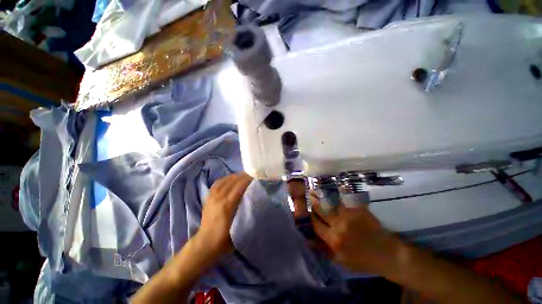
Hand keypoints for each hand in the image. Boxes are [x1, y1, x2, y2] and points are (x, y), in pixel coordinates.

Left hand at [198, 172, 252, 257]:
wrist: (206, 243)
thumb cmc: (225, 238)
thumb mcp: (239, 227)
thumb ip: (246, 211)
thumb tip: (255, 198)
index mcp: (227, 205)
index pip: (239, 186)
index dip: (248, 179)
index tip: (256, 177)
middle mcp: (219, 197)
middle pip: (233, 180)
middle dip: (244, 176)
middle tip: (252, 175)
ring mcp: (212, 196)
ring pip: (225, 180)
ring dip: (236, 176)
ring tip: (244, 175)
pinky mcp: (208, 197)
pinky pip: (218, 182)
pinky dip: (226, 178)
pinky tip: (231, 178)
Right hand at [310, 193, 403, 274]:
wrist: (388, 255)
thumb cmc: (363, 260)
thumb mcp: (341, 261)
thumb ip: (324, 250)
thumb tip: (308, 240)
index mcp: (333, 240)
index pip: (315, 224)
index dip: (308, 216)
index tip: (304, 209)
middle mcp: (338, 226)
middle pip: (320, 211)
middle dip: (312, 202)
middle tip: (307, 195)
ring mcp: (348, 216)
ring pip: (330, 203)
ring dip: (321, 196)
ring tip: (314, 190)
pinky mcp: (358, 210)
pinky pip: (345, 199)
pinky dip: (339, 192)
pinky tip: (335, 187)